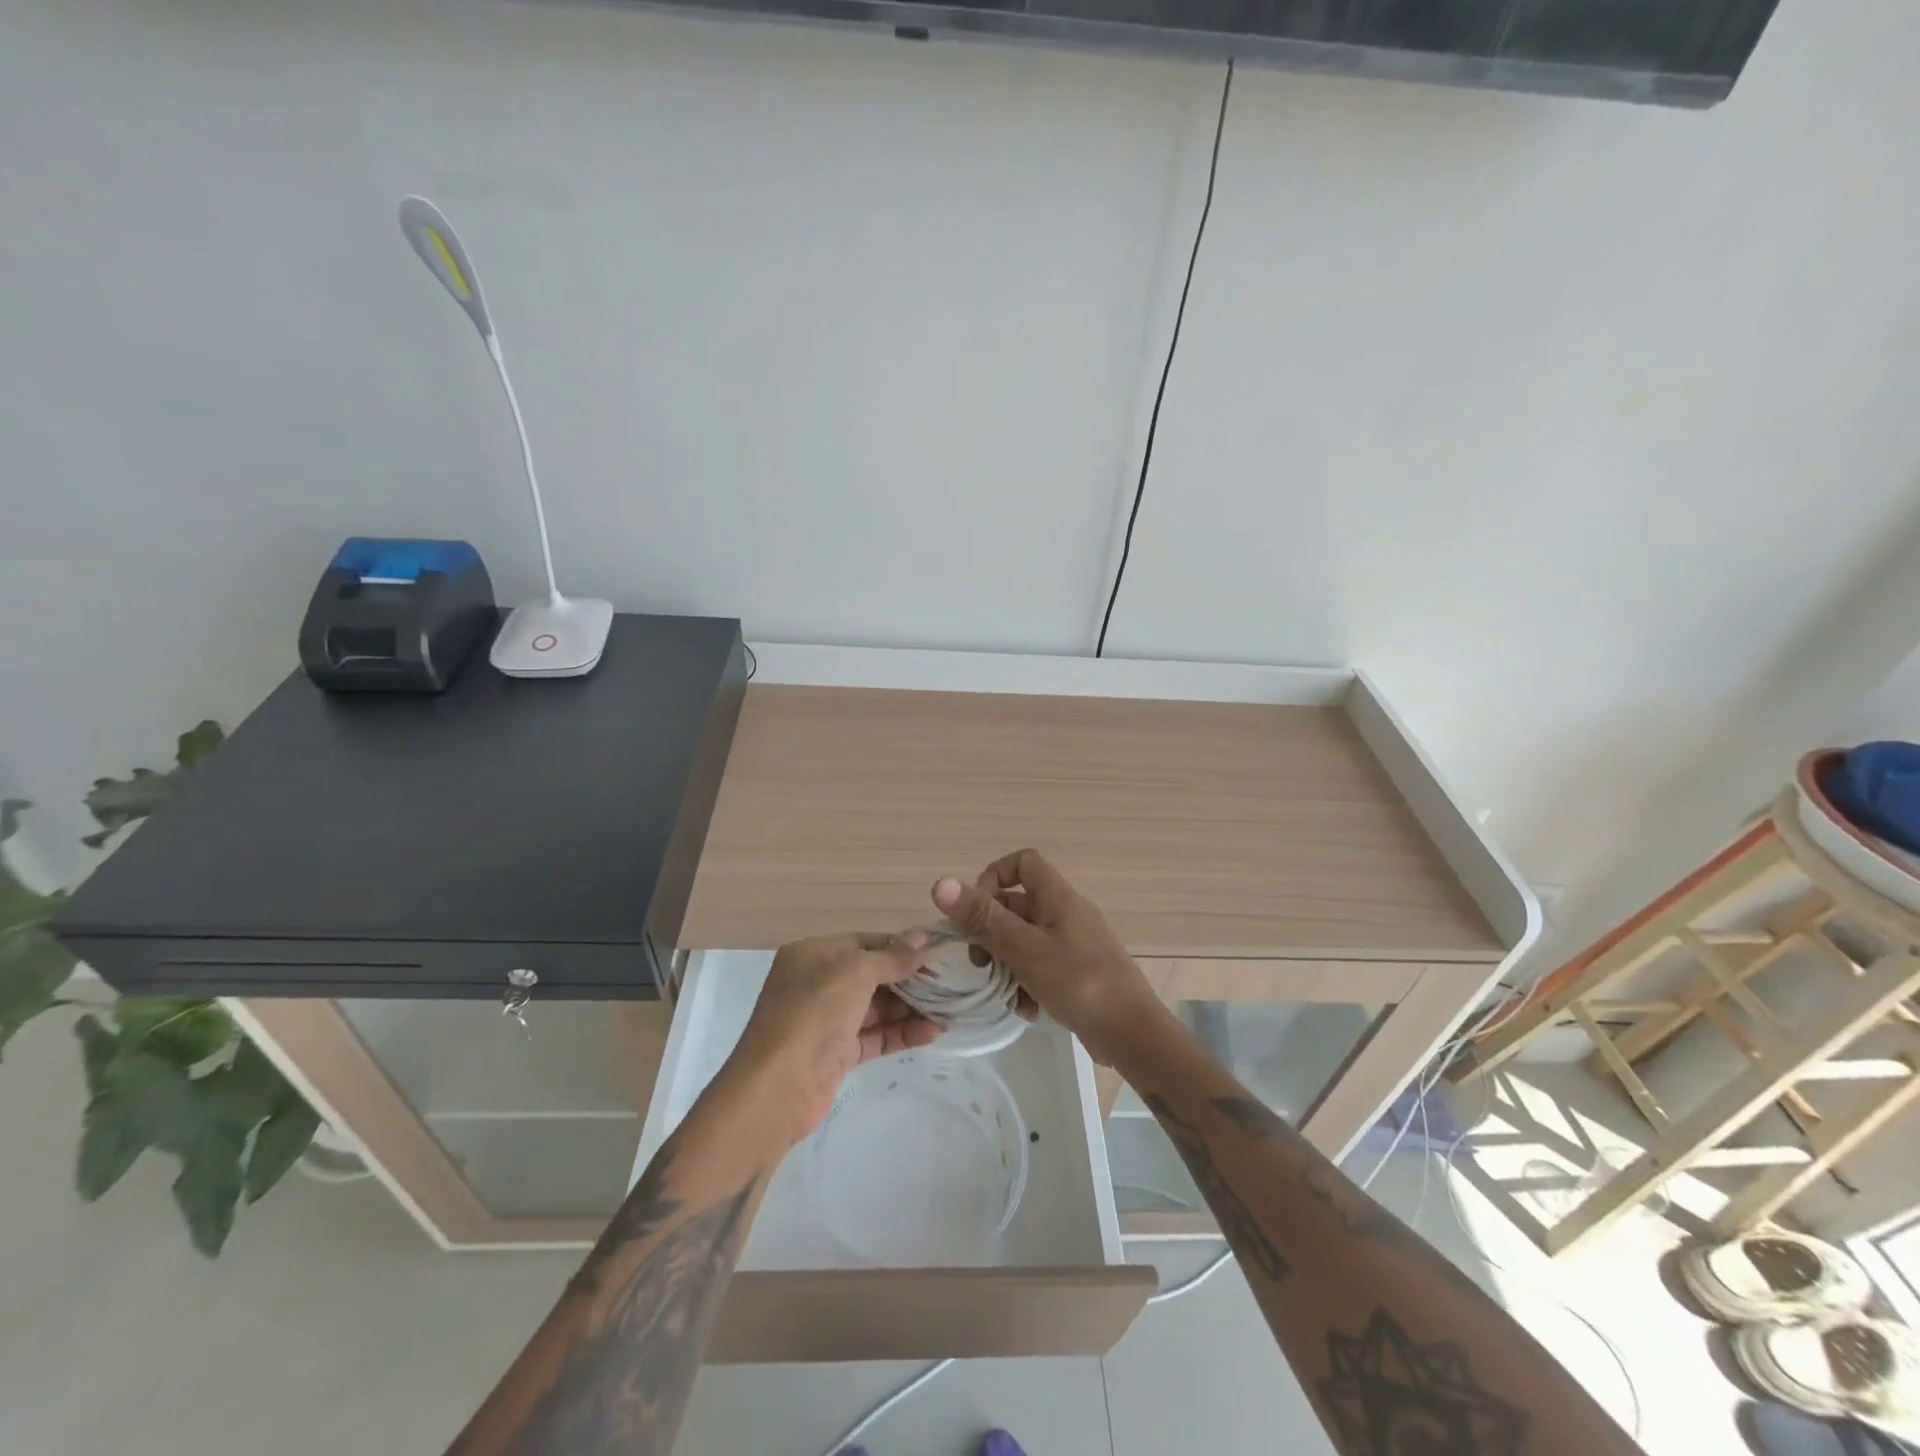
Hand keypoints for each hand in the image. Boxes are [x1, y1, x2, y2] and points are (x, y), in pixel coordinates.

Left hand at [726, 932, 942, 1143]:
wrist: (776, 1089)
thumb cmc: (813, 1015)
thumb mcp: (854, 973)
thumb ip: (892, 957)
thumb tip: (923, 938)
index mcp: (814, 954)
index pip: (866, 942)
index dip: (902, 946)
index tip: (939, 952)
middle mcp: (818, 982)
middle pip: (873, 974)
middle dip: (910, 978)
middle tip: (951, 982)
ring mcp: (827, 1019)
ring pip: (877, 1007)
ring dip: (912, 1007)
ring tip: (950, 1009)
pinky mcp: (837, 1053)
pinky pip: (875, 1035)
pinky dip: (902, 1032)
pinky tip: (933, 1032)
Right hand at [932, 850, 1161, 1067]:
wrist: (1132, 1034)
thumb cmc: (1078, 982)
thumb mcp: (1023, 950)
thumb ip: (982, 918)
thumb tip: (941, 883)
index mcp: (1057, 897)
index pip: (1022, 862)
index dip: (994, 877)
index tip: (975, 911)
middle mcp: (1066, 912)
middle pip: (1017, 904)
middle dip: (992, 931)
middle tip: (980, 961)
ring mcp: (1074, 942)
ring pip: (1026, 939)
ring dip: (1007, 963)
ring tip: (1003, 992)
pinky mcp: (1078, 970)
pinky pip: (1042, 964)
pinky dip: (1028, 982)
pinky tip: (1026, 1009)